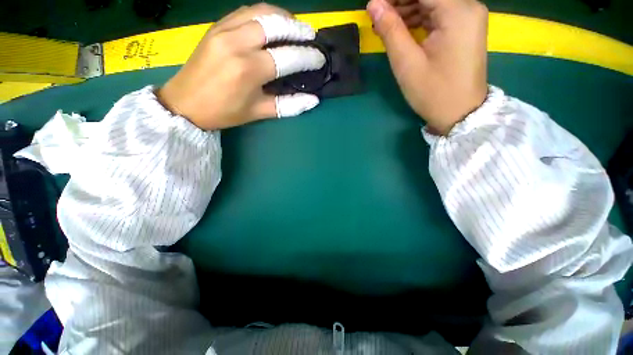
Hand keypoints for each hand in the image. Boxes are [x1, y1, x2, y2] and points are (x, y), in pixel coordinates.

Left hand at [157, 4, 325, 129]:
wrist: (185, 104)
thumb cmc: (225, 112)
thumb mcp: (259, 112)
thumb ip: (288, 105)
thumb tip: (313, 100)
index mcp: (249, 69)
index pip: (287, 57)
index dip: (307, 57)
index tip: (319, 58)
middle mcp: (237, 43)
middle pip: (275, 24)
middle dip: (298, 28)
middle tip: (311, 35)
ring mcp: (224, 30)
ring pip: (260, 11)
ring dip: (282, 16)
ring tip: (295, 27)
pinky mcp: (216, 26)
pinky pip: (245, 12)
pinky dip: (264, 14)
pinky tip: (272, 24)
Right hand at [366, 0, 488, 134]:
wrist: (460, 113)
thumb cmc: (432, 92)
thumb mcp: (407, 63)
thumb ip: (390, 30)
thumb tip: (373, 4)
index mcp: (457, 11)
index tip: (375, 5)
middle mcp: (468, 6)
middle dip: (400, 1)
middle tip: (376, 16)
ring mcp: (468, 16)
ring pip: (432, 2)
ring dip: (407, 9)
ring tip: (384, 25)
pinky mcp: (464, 27)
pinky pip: (438, 13)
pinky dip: (418, 18)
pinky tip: (401, 29)